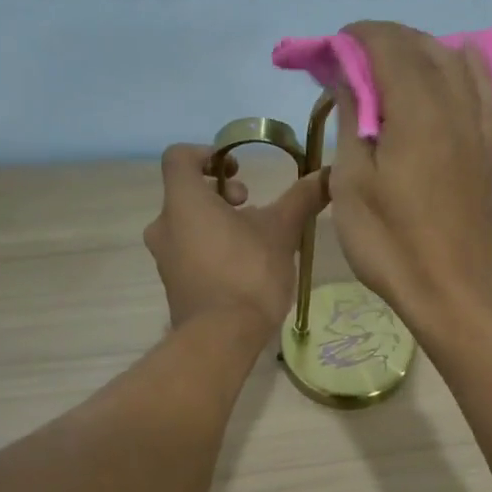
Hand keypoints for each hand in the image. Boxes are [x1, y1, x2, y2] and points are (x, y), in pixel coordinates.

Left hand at [144, 144, 327, 336]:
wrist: (221, 337)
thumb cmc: (247, 273)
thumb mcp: (281, 231)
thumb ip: (301, 198)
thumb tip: (328, 173)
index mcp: (183, 202)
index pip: (178, 158)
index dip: (206, 154)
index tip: (237, 170)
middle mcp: (164, 225)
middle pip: (186, 193)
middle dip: (220, 194)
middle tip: (251, 207)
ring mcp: (165, 258)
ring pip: (188, 225)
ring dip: (218, 223)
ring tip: (253, 240)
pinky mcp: (173, 285)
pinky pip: (189, 253)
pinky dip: (212, 249)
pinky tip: (243, 268)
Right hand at [327, 21, 491, 336]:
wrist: (450, 291)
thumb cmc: (390, 244)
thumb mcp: (352, 183)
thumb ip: (352, 120)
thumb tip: (349, 77)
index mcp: (417, 111)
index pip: (388, 46)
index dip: (356, 38)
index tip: (330, 51)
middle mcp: (454, 106)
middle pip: (422, 47)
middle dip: (383, 42)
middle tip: (350, 64)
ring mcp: (478, 127)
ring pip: (455, 62)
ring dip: (420, 51)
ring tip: (392, 69)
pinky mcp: (487, 149)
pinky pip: (483, 90)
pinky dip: (464, 69)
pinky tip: (454, 68)